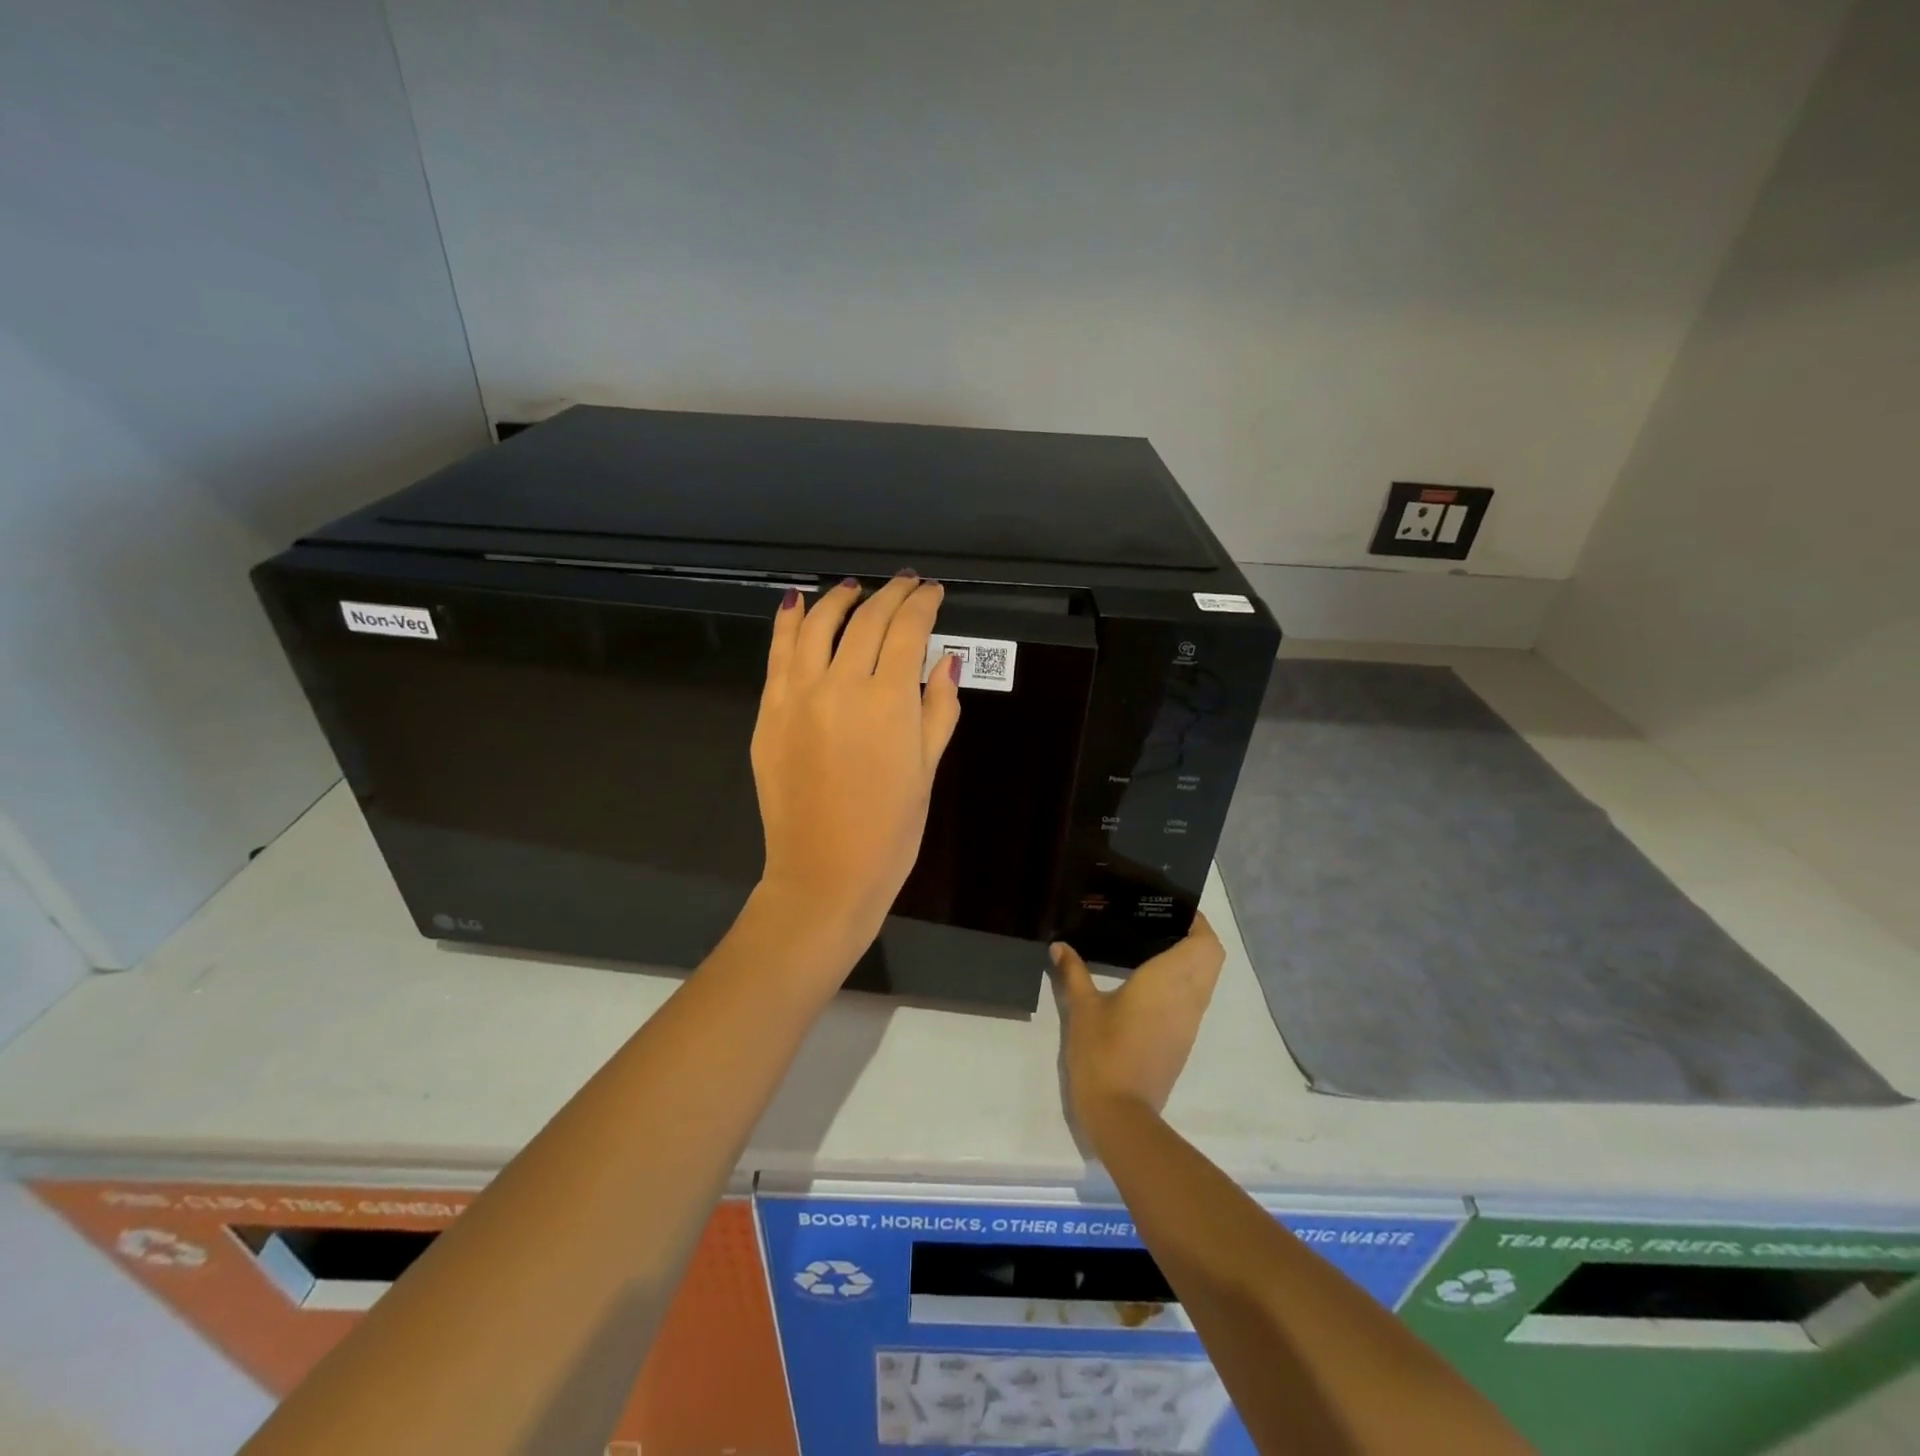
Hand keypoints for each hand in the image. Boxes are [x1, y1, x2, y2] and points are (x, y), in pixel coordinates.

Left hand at [749, 572, 961, 955]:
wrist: (824, 875)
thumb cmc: (890, 831)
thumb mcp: (927, 770)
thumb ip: (939, 708)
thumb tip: (947, 659)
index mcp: (889, 702)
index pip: (907, 632)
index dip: (923, 605)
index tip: (932, 592)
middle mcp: (841, 685)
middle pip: (867, 621)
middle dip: (891, 596)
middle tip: (906, 584)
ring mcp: (797, 696)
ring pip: (818, 626)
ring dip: (840, 599)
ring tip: (855, 589)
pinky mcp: (769, 712)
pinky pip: (779, 654)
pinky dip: (789, 622)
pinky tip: (797, 602)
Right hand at [1050, 915, 1224, 1128]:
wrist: (1121, 1112)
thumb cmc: (1103, 1052)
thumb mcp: (1082, 1008)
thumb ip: (1073, 973)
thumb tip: (1059, 946)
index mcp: (1168, 981)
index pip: (1203, 942)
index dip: (1195, 921)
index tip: (1170, 907)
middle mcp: (1188, 997)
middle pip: (1212, 957)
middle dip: (1195, 936)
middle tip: (1160, 923)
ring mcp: (1190, 1021)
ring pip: (1207, 979)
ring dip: (1192, 959)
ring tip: (1154, 945)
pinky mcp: (1184, 1039)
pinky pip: (1195, 998)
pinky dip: (1185, 982)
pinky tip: (1151, 980)